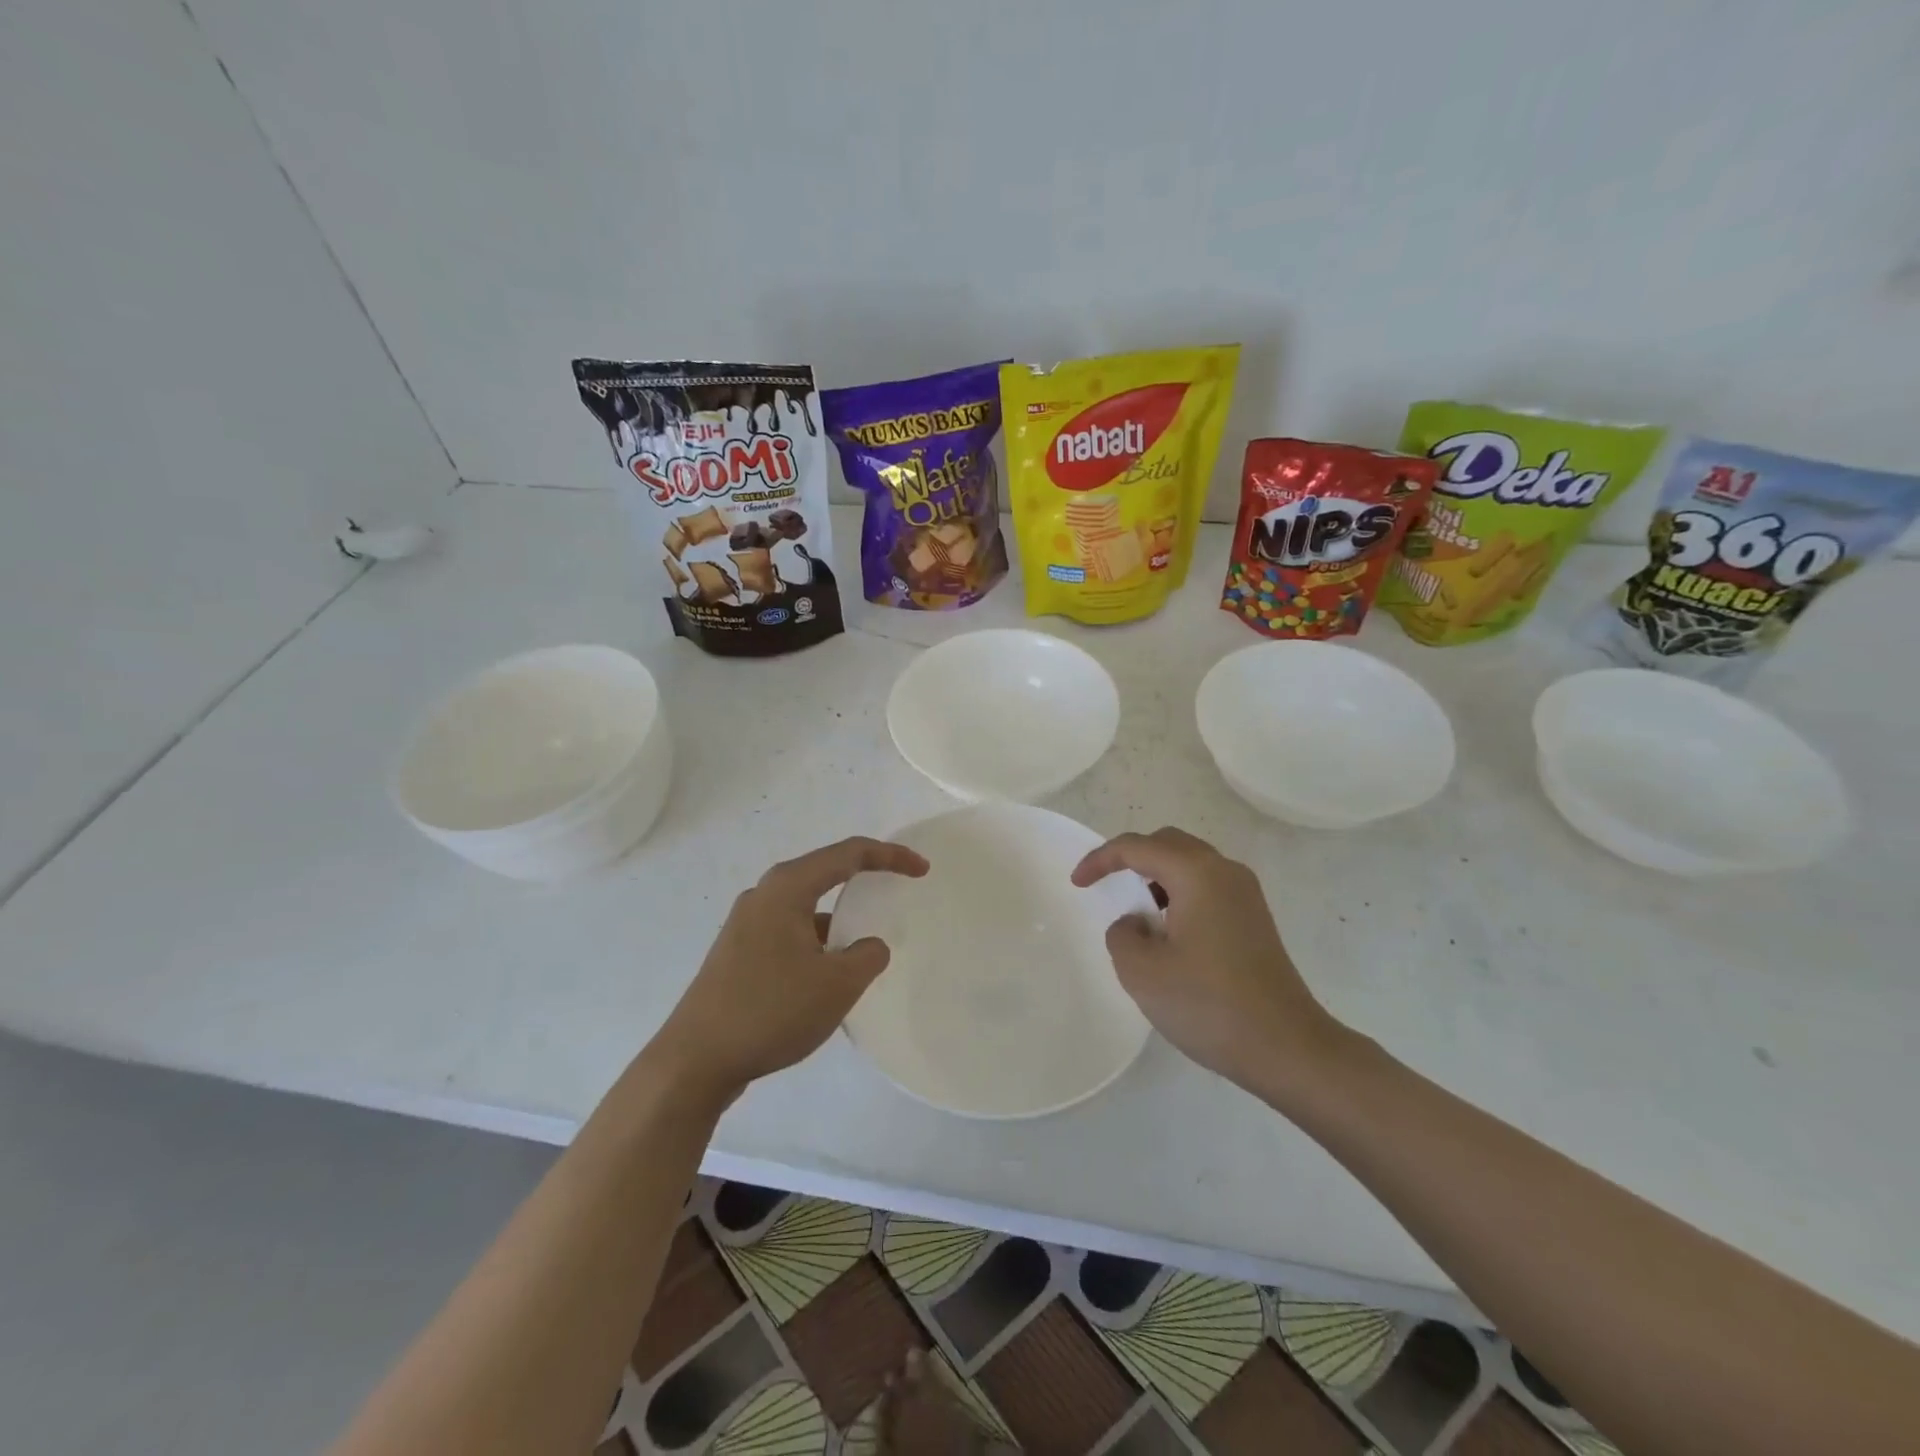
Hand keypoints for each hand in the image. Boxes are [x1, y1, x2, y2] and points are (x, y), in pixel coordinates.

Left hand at [652, 836, 927, 1098]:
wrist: (694, 1062)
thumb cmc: (771, 1011)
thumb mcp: (837, 985)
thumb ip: (867, 955)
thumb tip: (868, 945)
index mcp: (787, 888)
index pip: (849, 854)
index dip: (890, 856)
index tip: (922, 870)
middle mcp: (763, 895)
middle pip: (824, 872)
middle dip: (863, 878)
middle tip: (896, 889)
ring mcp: (744, 924)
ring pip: (805, 906)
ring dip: (837, 917)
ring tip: (863, 944)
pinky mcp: (736, 953)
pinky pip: (788, 931)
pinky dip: (815, 940)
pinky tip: (825, 975)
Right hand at [1071, 827, 1343, 1094]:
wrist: (1288, 1047)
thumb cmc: (1209, 1005)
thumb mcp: (1142, 972)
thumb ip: (1122, 934)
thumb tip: (1136, 923)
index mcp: (1197, 873)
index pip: (1137, 847)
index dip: (1100, 859)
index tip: (1077, 884)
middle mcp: (1225, 871)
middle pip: (1168, 843)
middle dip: (1131, 858)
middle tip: (1106, 885)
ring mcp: (1246, 895)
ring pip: (1190, 864)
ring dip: (1157, 876)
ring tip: (1137, 914)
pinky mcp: (1255, 919)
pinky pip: (1207, 886)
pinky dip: (1179, 894)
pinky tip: (1170, 932)